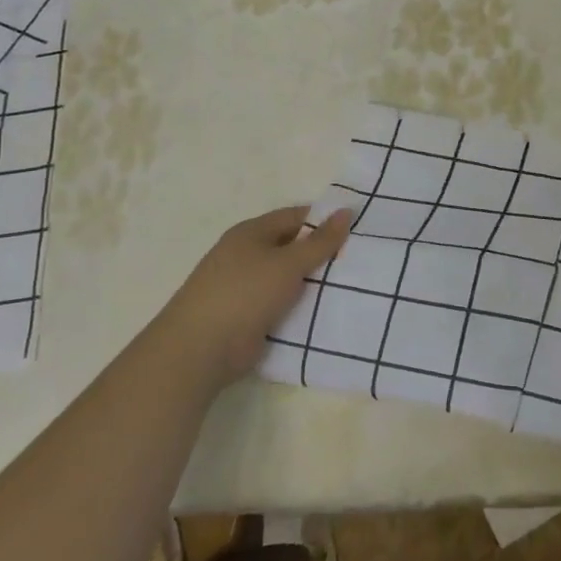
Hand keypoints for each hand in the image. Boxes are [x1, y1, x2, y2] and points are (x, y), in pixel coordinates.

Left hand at [150, 205, 351, 378]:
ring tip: (352, 284)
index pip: (295, 216)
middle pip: (292, 246)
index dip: (325, 220)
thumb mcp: (289, 263)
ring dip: (313, 281)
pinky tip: (327, 309)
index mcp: (251, 232)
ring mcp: (245, 286)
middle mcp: (246, 254)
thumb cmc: (244, 293)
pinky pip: (282, 302)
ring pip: (289, 277)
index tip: (357, 230)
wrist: (200, 349)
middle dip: (322, 252)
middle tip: (359, 259)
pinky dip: (301, 304)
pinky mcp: (248, 314)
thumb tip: (346, 211)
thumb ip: (320, 241)